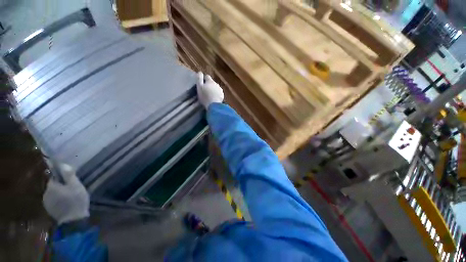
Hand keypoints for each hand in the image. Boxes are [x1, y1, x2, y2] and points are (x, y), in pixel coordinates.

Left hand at [43, 163, 89, 224]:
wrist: (73, 221)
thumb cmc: (75, 200)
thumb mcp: (75, 186)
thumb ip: (69, 175)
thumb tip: (62, 164)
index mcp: (51, 186)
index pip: (53, 177)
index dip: (61, 176)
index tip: (69, 178)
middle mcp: (46, 193)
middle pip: (53, 185)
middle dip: (60, 185)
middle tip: (72, 187)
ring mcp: (47, 203)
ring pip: (53, 194)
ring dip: (59, 193)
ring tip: (70, 195)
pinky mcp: (50, 210)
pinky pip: (53, 201)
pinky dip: (59, 200)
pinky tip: (67, 203)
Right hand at [196, 72, 223, 108]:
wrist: (214, 105)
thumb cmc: (205, 96)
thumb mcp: (199, 87)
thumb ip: (199, 79)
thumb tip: (200, 72)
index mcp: (210, 81)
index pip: (207, 76)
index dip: (204, 79)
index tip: (201, 83)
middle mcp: (216, 84)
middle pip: (212, 82)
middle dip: (209, 84)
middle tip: (205, 90)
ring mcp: (220, 90)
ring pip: (216, 87)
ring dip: (213, 89)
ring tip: (210, 94)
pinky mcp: (222, 96)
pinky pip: (218, 93)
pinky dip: (216, 94)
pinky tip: (214, 98)